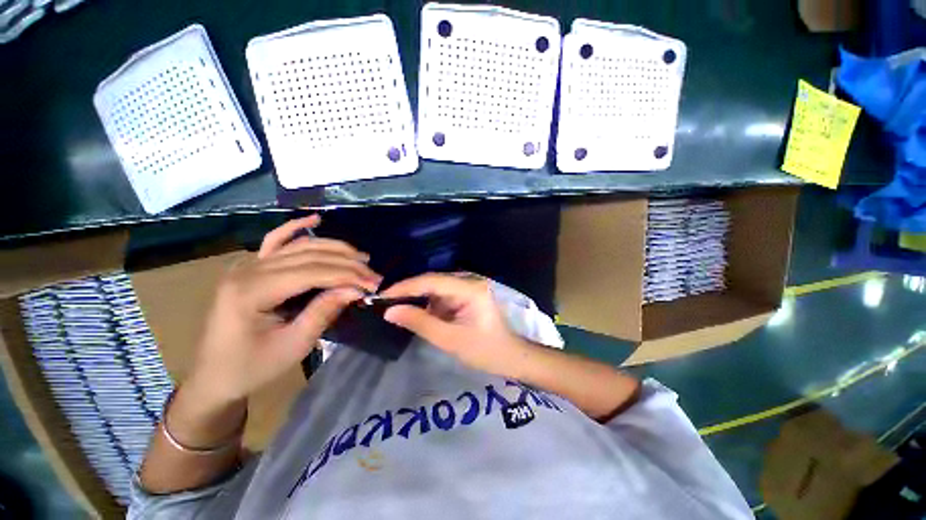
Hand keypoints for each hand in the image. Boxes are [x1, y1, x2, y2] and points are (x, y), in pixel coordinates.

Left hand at [187, 215, 380, 406]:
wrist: (215, 376)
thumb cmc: (252, 367)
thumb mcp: (293, 345)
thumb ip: (324, 312)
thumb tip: (356, 289)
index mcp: (251, 291)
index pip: (311, 272)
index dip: (347, 275)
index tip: (374, 283)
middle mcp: (247, 270)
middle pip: (309, 256)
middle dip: (347, 264)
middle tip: (373, 275)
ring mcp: (247, 265)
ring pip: (299, 246)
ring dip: (334, 249)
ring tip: (361, 258)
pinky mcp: (251, 267)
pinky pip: (276, 241)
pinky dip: (297, 228)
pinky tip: (316, 219)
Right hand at [381, 273, 532, 377]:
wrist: (509, 356)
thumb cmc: (484, 351)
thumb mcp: (450, 339)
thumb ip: (420, 322)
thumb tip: (390, 311)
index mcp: (470, 288)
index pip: (432, 281)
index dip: (405, 287)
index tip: (382, 296)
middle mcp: (469, 282)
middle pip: (432, 281)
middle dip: (408, 292)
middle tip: (384, 302)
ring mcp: (468, 288)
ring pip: (435, 288)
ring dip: (416, 298)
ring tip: (394, 307)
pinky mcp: (466, 296)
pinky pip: (441, 296)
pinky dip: (427, 304)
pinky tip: (414, 311)